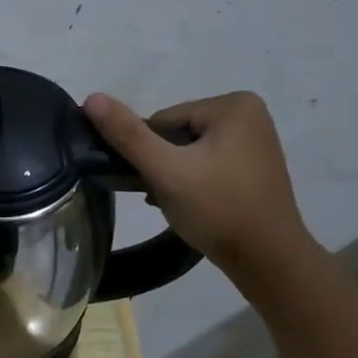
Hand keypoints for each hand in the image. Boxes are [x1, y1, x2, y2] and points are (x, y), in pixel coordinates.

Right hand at [83, 90, 315, 277]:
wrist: (267, 259)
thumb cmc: (218, 209)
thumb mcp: (166, 171)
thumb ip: (127, 135)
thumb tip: (91, 98)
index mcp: (233, 105)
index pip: (161, 121)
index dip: (150, 153)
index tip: (158, 182)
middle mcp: (249, 114)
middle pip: (174, 134)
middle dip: (162, 165)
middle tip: (165, 196)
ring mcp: (253, 141)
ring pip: (186, 151)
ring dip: (172, 176)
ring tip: (177, 204)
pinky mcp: (251, 165)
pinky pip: (205, 164)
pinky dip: (190, 182)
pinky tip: (191, 206)